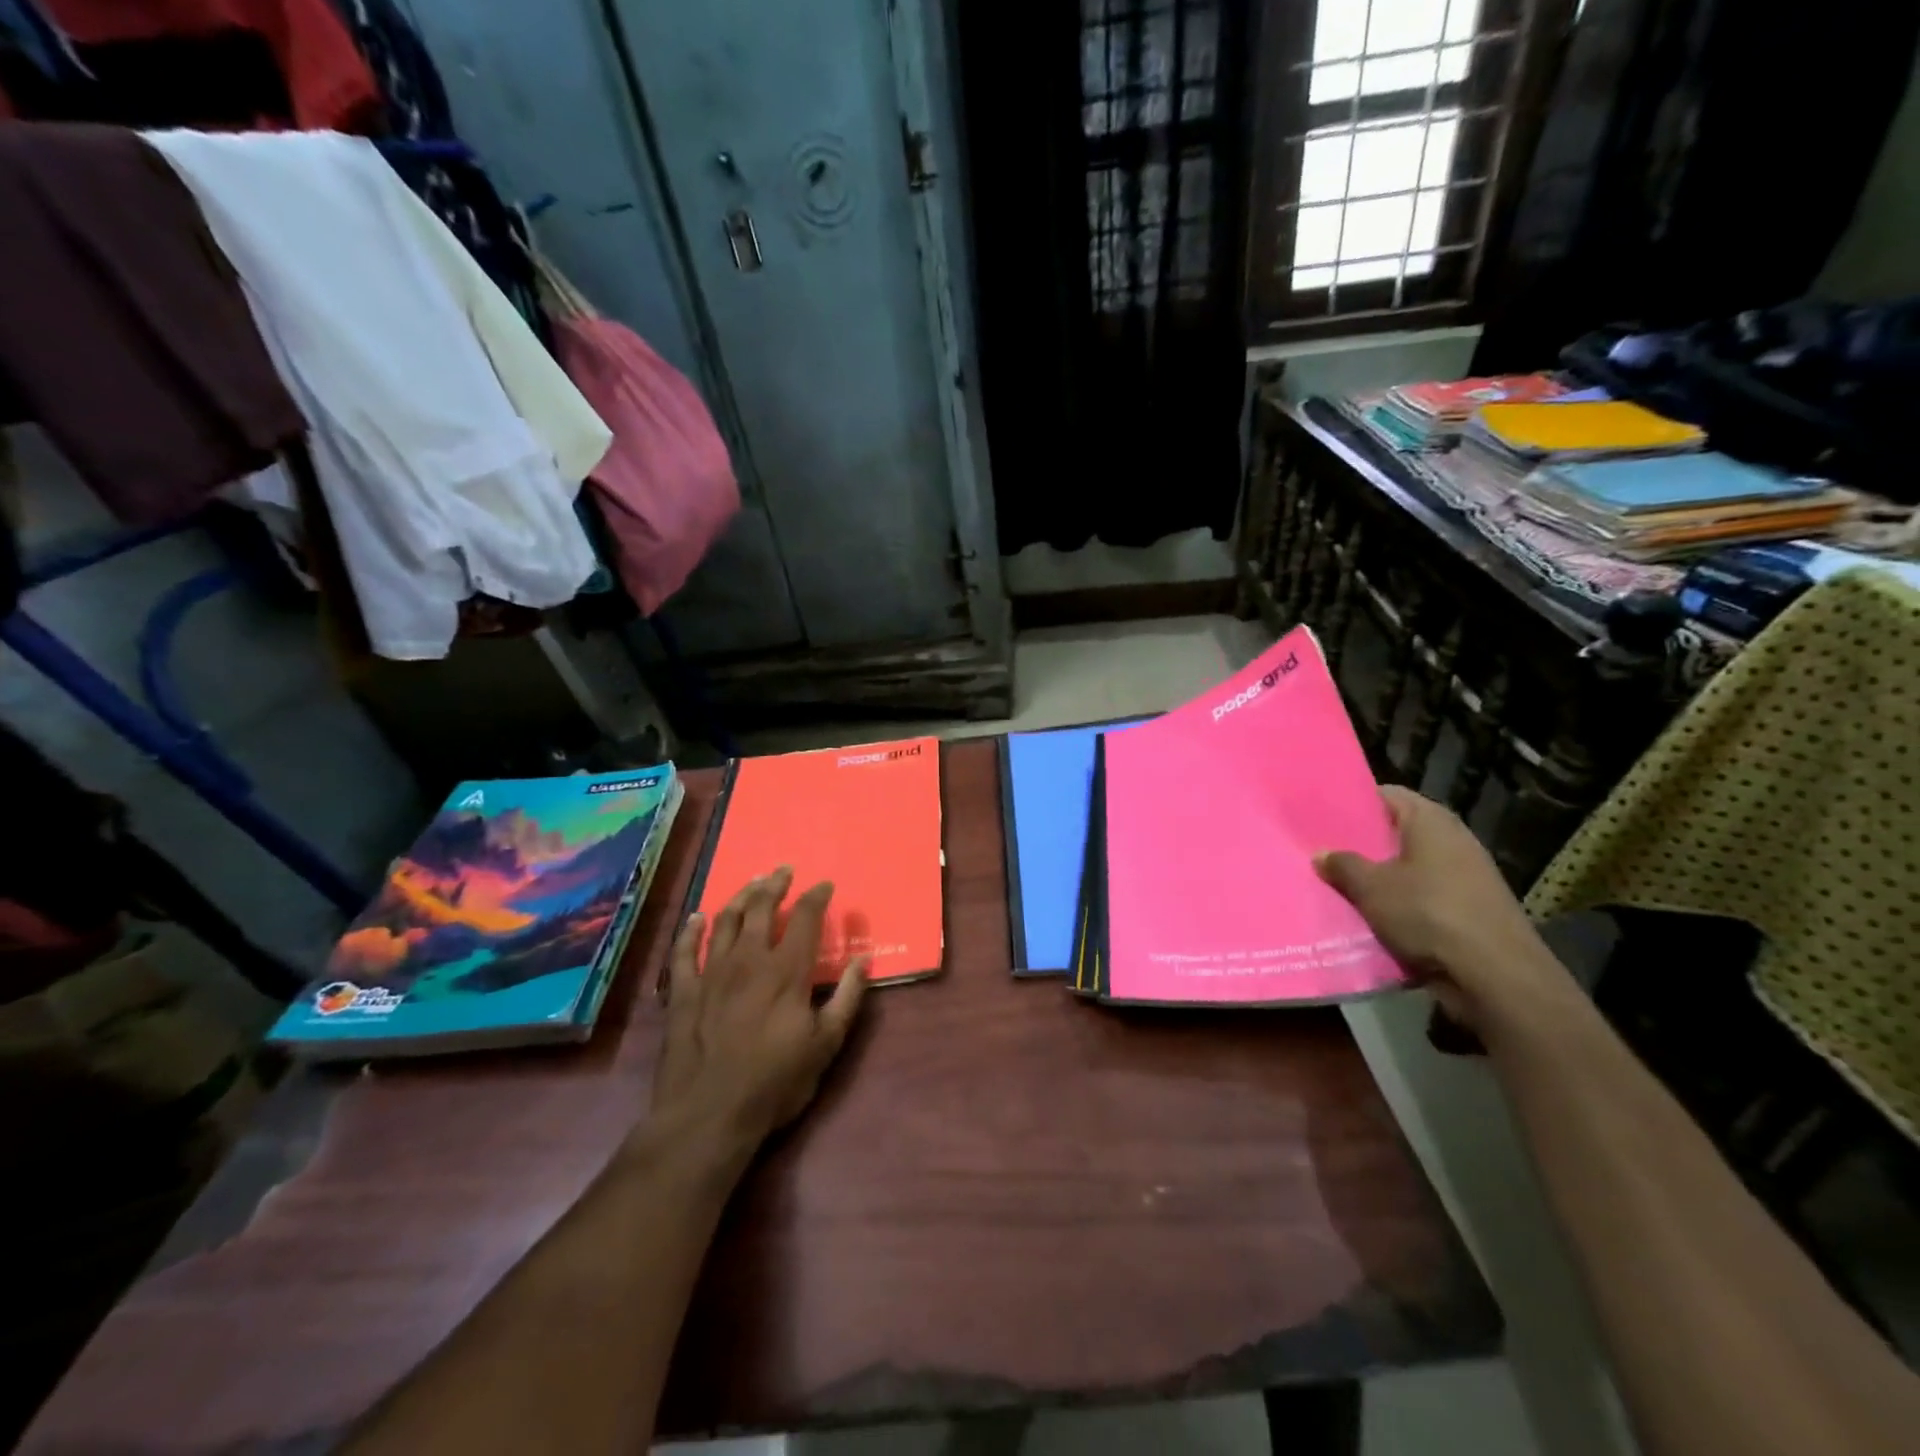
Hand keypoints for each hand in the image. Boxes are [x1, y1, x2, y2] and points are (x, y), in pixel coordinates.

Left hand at [651, 868, 868, 1154]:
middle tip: (784, 870)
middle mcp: (748, 960)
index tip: (825, 885)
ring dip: (741, 897)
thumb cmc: (774, 1082)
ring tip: (752, 883)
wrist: (708, 1115)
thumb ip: (847, 999)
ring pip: (726, 921)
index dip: (817, 897)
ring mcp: (711, 973)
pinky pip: (684, 951)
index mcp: (786, 970)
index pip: (806, 919)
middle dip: (775, 885)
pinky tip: (697, 917)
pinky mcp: (683, 992)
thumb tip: (861, 961)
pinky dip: (691, 930)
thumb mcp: (825, 1045)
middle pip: (762, 909)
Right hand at [1315, 787, 1576, 1036]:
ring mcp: (1463, 876)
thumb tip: (1321, 854)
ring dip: (1376, 878)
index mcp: (1431, 821)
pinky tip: (1366, 916)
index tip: (1319, 814)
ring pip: (1406, 869)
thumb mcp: (1371, 887)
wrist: (1495, 975)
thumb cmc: (1429, 913)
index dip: (1352, 802)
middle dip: (1360, 844)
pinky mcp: (1467, 909)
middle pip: (1395, 833)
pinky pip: (1420, 898)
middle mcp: (1451, 840)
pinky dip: (1396, 905)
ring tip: (1335, 884)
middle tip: (1319, 850)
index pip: (1385, 795)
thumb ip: (1343, 865)